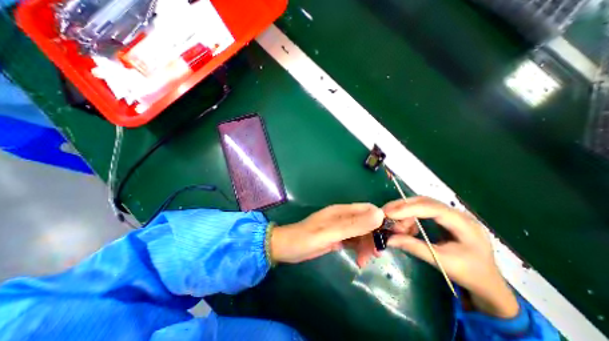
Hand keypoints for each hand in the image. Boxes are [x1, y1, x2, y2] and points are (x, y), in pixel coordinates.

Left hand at [272, 204, 384, 264]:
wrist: (287, 248)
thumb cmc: (305, 238)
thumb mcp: (330, 232)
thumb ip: (353, 225)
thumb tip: (379, 215)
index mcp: (341, 211)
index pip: (367, 210)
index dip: (381, 219)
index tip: (391, 235)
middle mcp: (343, 217)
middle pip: (366, 222)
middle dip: (374, 236)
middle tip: (376, 254)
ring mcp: (340, 228)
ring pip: (361, 233)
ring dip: (367, 245)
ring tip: (365, 261)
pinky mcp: (338, 238)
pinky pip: (354, 241)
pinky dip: (359, 249)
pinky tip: (359, 260)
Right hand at [385, 196, 518, 317]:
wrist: (488, 284)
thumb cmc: (470, 274)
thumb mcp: (441, 262)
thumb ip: (414, 247)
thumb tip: (389, 239)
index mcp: (464, 225)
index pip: (432, 208)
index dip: (409, 209)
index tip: (389, 213)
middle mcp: (457, 214)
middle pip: (425, 202)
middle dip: (403, 206)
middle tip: (385, 213)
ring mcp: (451, 215)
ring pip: (421, 205)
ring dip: (405, 213)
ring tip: (394, 225)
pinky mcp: (444, 219)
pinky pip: (422, 213)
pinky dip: (410, 218)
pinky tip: (404, 228)